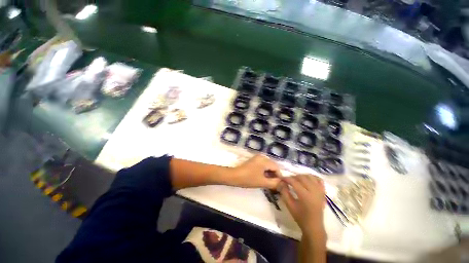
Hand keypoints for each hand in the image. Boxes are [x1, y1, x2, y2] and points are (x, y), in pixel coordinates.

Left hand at [230, 155, 280, 189]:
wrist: (234, 176)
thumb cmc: (248, 179)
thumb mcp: (262, 182)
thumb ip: (274, 183)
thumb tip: (282, 183)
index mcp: (264, 160)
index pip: (276, 168)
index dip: (279, 176)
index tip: (278, 185)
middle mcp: (262, 157)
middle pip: (272, 166)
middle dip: (274, 175)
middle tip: (273, 184)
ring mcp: (257, 158)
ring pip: (267, 166)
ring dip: (269, 173)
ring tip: (268, 182)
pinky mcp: (253, 160)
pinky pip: (262, 165)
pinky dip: (264, 171)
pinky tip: (262, 178)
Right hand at [279, 175, 325, 236]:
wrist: (314, 226)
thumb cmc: (300, 217)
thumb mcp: (289, 205)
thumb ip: (284, 192)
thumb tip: (280, 182)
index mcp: (305, 196)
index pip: (294, 182)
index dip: (287, 178)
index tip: (281, 178)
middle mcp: (314, 191)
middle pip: (302, 177)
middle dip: (294, 177)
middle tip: (288, 180)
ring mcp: (320, 191)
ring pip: (310, 177)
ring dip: (302, 176)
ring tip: (297, 179)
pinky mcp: (323, 192)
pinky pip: (319, 180)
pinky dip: (312, 177)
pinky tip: (307, 179)